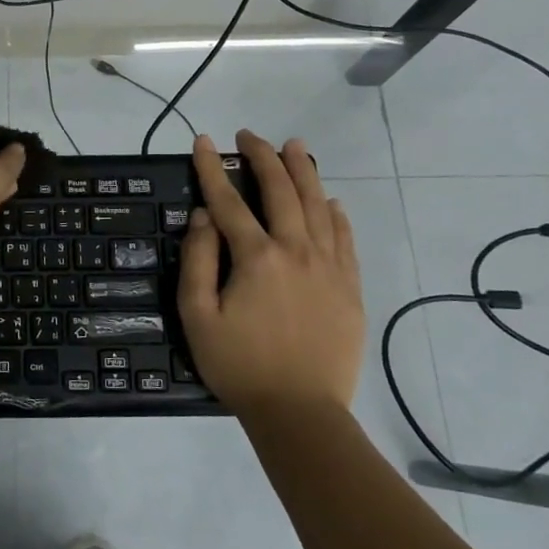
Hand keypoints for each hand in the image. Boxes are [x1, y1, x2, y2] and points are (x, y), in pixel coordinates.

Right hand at [179, 130, 363, 417]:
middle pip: (281, 191)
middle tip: (250, 136)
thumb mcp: (197, 316)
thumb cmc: (239, 365)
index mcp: (257, 257)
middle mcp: (297, 251)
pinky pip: (345, 238)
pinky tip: (330, 201)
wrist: (300, 412)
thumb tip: (203, 216)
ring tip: (295, 146)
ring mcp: (330, 267)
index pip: (229, 201)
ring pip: (318, 206)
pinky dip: (336, 214)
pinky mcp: (350, 287)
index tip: (203, 141)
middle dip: (263, 157)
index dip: (212, 169)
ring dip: (304, 172)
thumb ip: (198, 261)